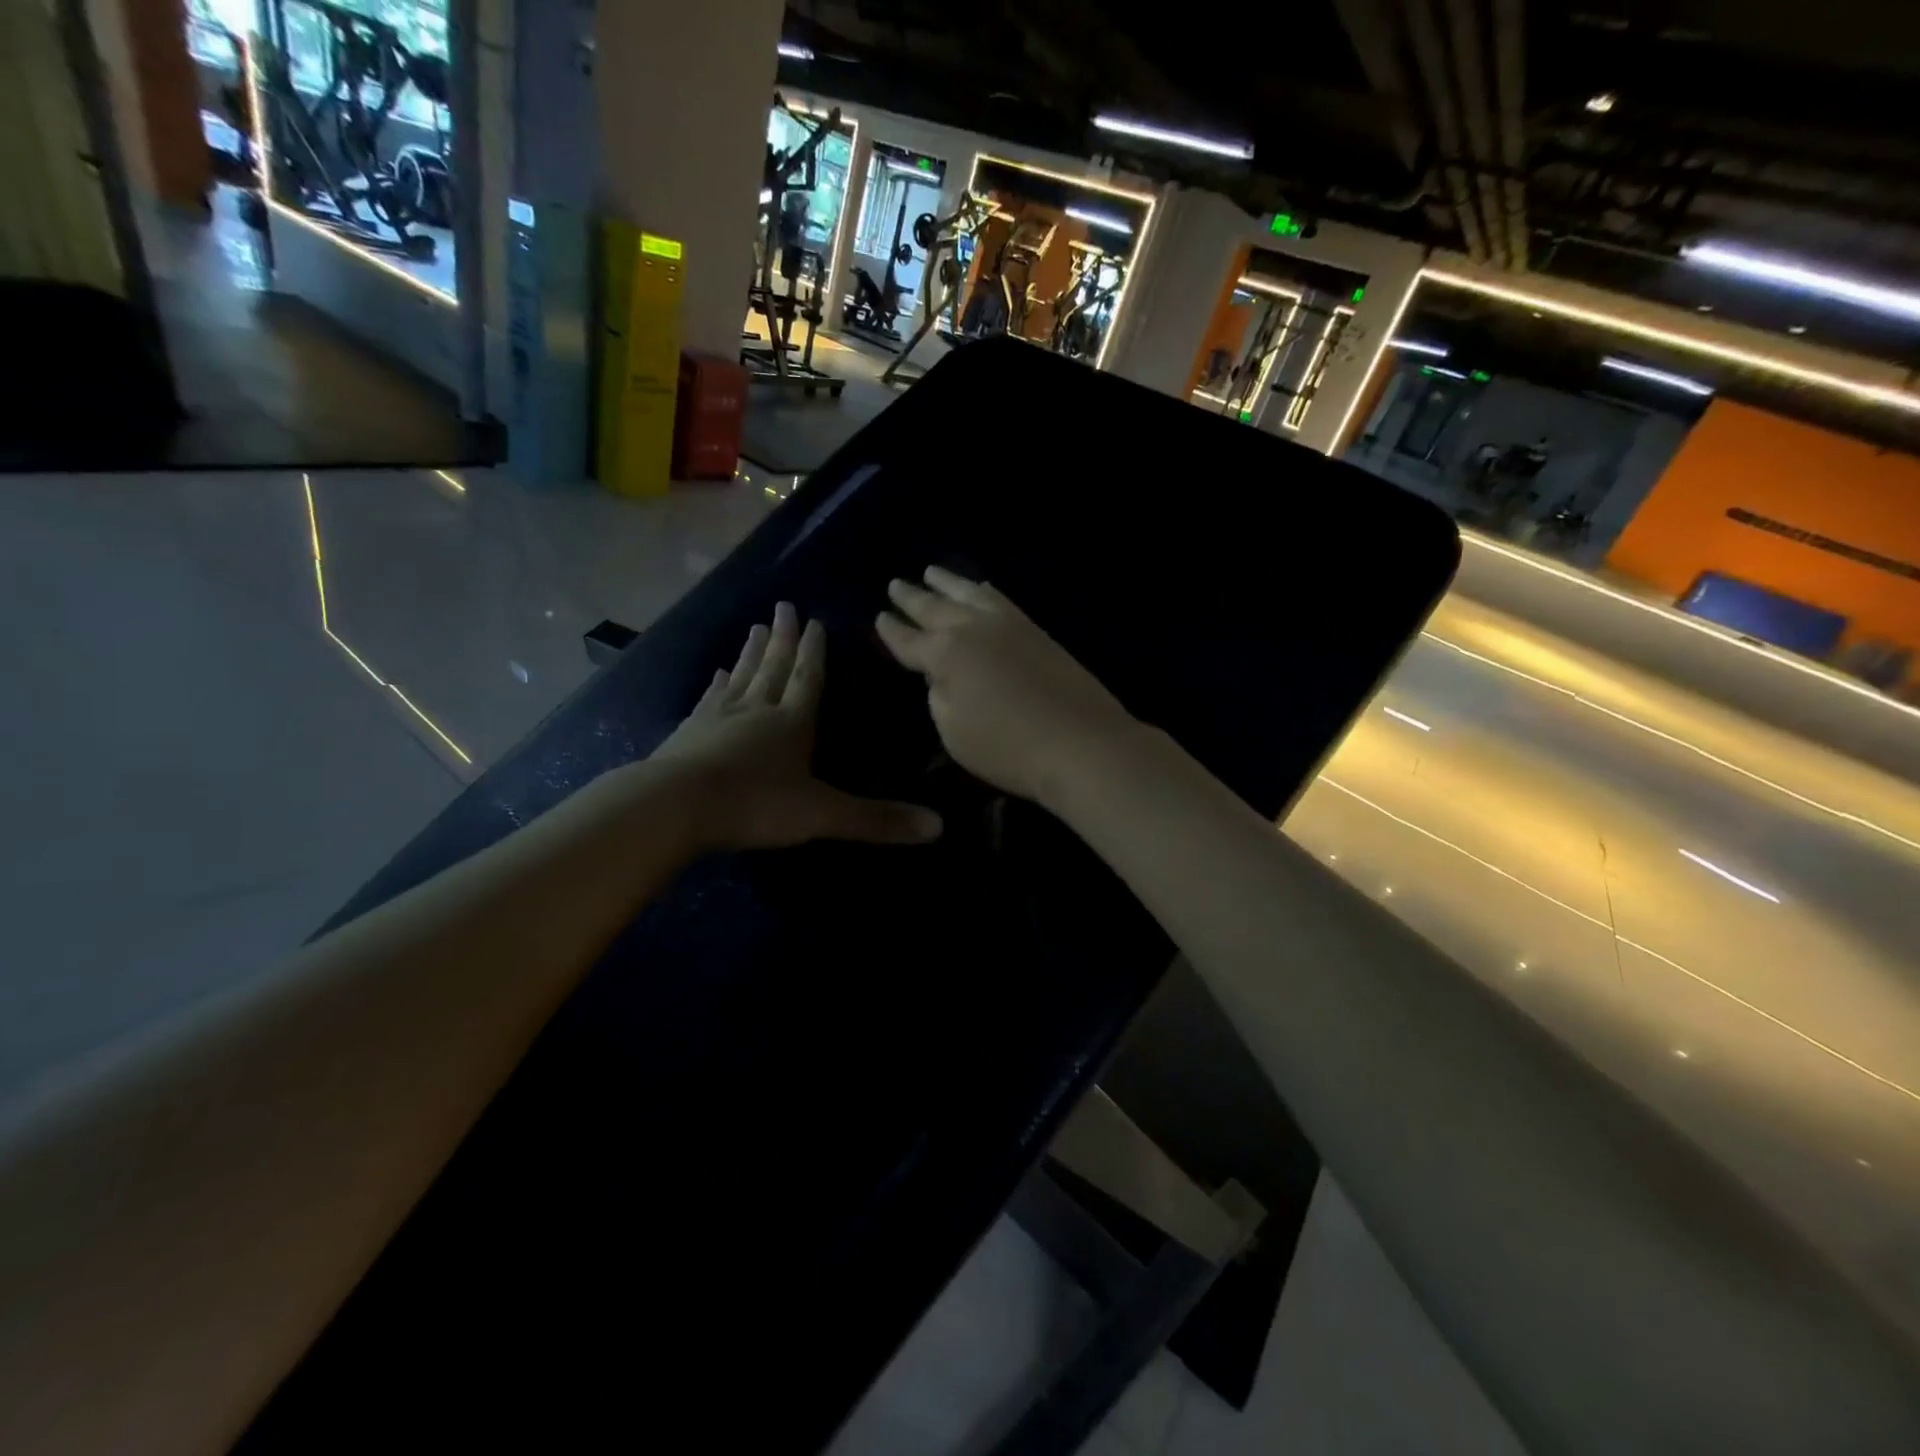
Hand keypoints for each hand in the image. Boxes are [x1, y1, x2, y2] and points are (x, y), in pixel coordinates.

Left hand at [654, 602, 942, 851]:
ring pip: (742, 676)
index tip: (814, 620)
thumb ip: (877, 820)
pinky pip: (710, 699)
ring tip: (758, 626)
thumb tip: (939, 827)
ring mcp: (719, 717)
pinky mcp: (689, 731)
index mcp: (793, 722)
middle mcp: (758, 710)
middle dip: (784, 639)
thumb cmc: (755, 805)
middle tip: (785, 606)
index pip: (808, 678)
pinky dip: (717, 684)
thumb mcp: (822, 814)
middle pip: (774, 667)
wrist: (676, 807)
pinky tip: (717, 673)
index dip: (815, 652)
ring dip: (753, 652)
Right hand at [874, 567, 1136, 809]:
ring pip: (970, 593)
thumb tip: (942, 675)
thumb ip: (939, 697)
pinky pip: (1001, 599)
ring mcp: (1008, 625)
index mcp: (945, 654)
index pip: (908, 640)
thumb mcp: (953, 732)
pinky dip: (984, 591)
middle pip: (935, 607)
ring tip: (932, 571)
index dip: (891, 631)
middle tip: (896, 583)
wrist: (1081, 742)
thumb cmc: (1007, 748)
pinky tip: (983, 590)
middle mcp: (972, 629)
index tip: (879, 617)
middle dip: (913, 597)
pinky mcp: (1037, 631)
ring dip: (948, 582)